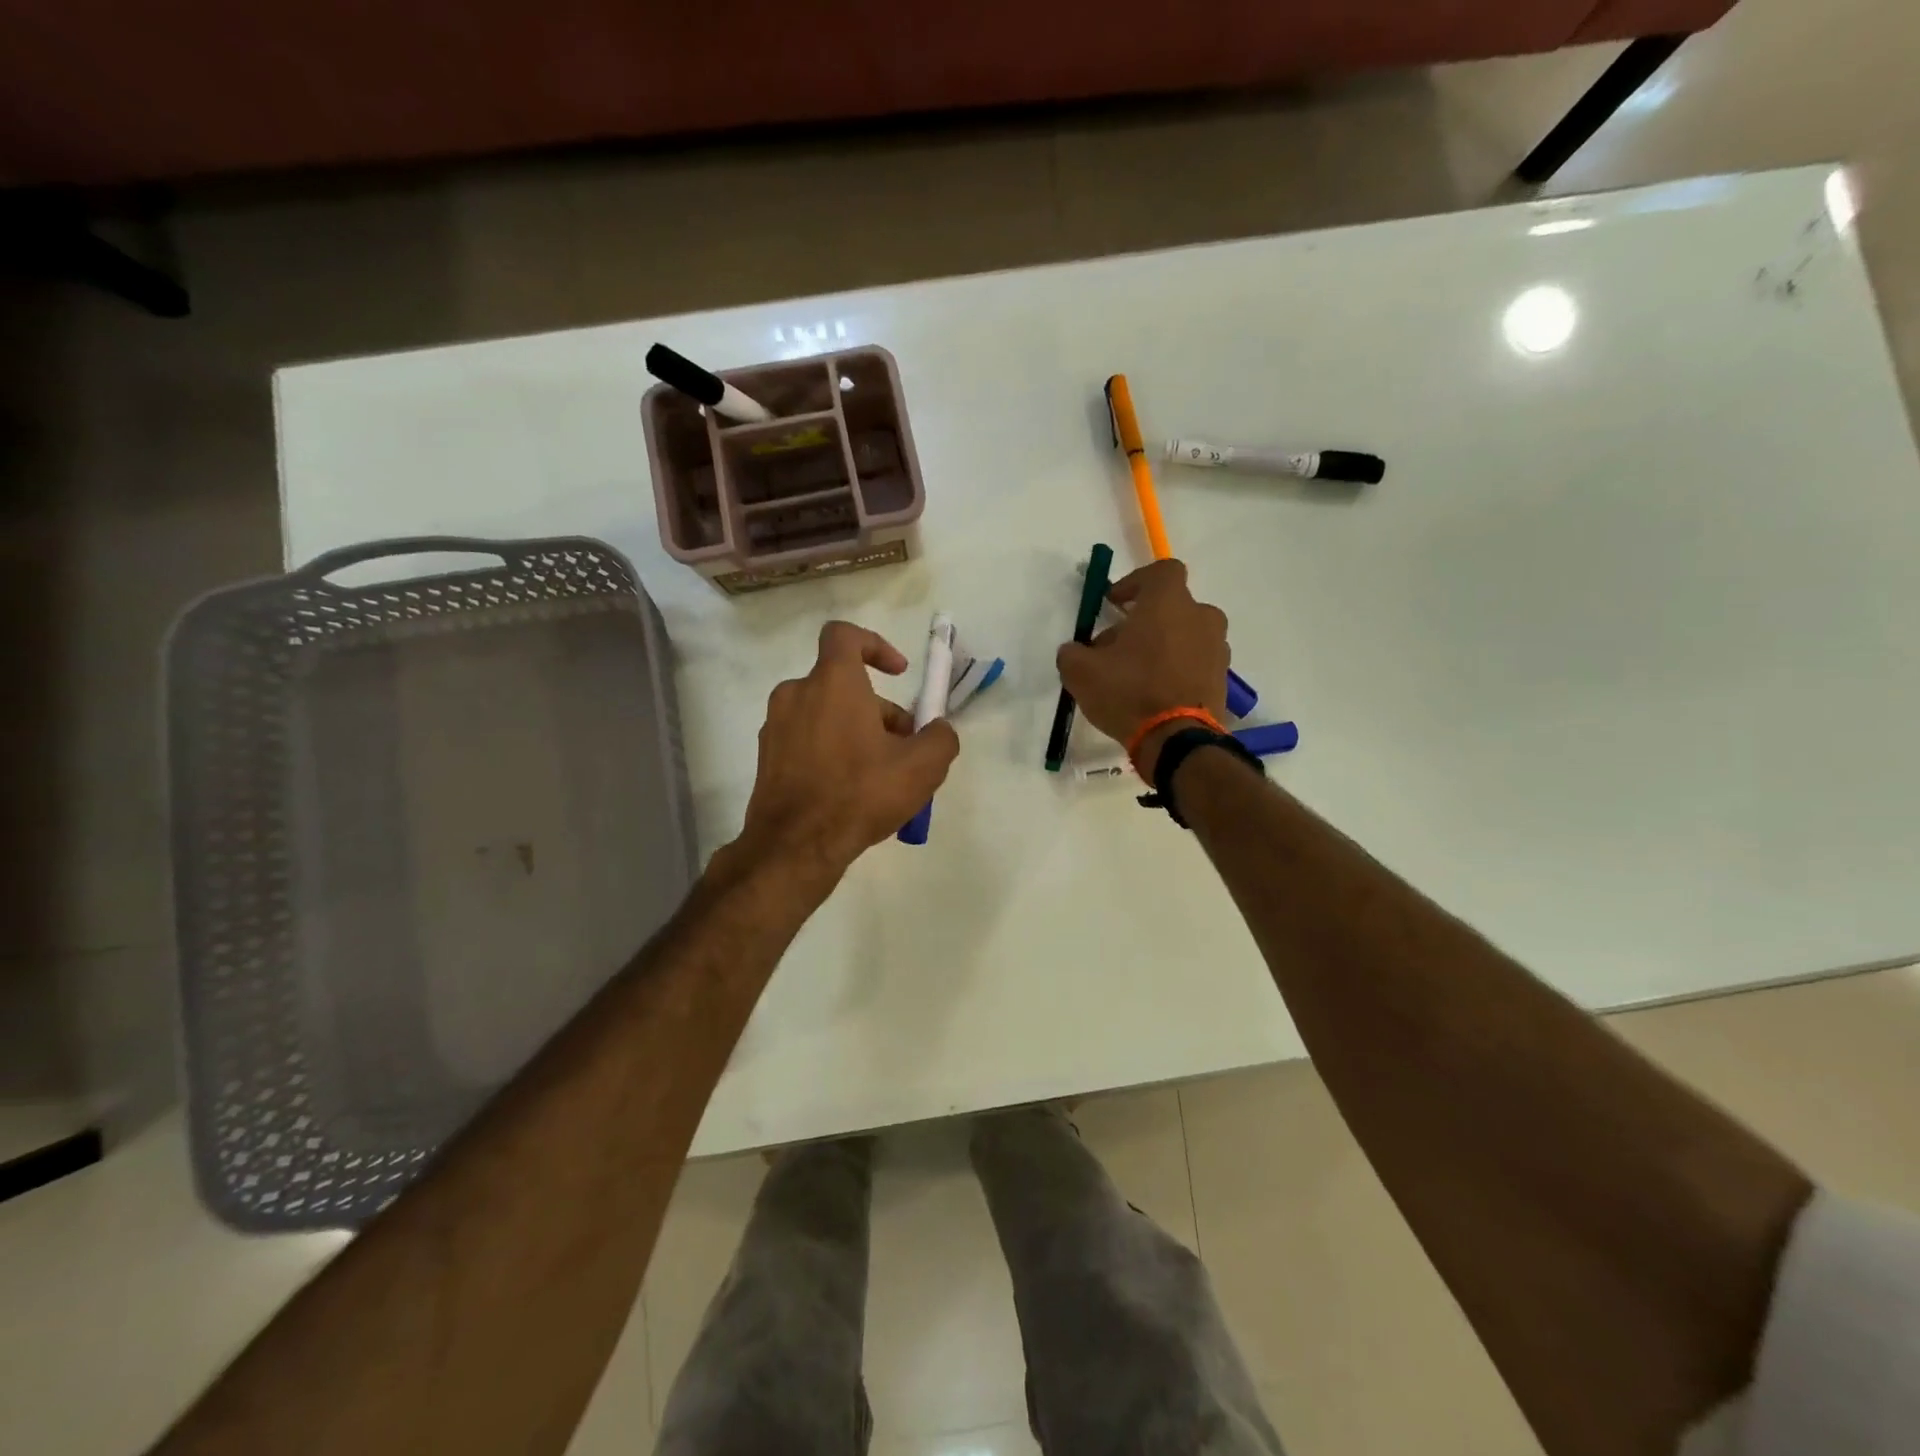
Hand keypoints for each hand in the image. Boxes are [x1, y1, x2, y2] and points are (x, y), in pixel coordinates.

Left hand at [731, 620, 959, 886]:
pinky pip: (807, 740)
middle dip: (880, 710)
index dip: (875, 645)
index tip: (897, 673)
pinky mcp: (766, 757)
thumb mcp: (922, 767)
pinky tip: (851, 791)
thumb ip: (940, 737)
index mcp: (832, 682)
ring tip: (882, 775)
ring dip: (857, 731)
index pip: (845, 635)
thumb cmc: (860, 793)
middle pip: (844, 685)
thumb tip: (938, 730)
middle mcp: (796, 694)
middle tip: (905, 747)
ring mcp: (775, 726)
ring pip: (826, 714)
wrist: (795, 846)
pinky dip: (832, 751)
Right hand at [1055, 559, 1229, 775]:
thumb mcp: (1080, 672)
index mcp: (1169, 603)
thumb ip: (1072, 652)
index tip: (1114, 604)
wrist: (1176, 741)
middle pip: (1171, 607)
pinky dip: (1177, 669)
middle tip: (1116, 647)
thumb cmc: (1128, 693)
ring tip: (1135, 674)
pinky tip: (1154, 693)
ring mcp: (1217, 648)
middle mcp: (1201, 617)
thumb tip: (1075, 651)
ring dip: (1161, 645)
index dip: (1135, 582)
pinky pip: (1195, 662)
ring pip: (1184, 635)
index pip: (1161, 571)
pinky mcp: (1222, 678)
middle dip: (1143, 621)